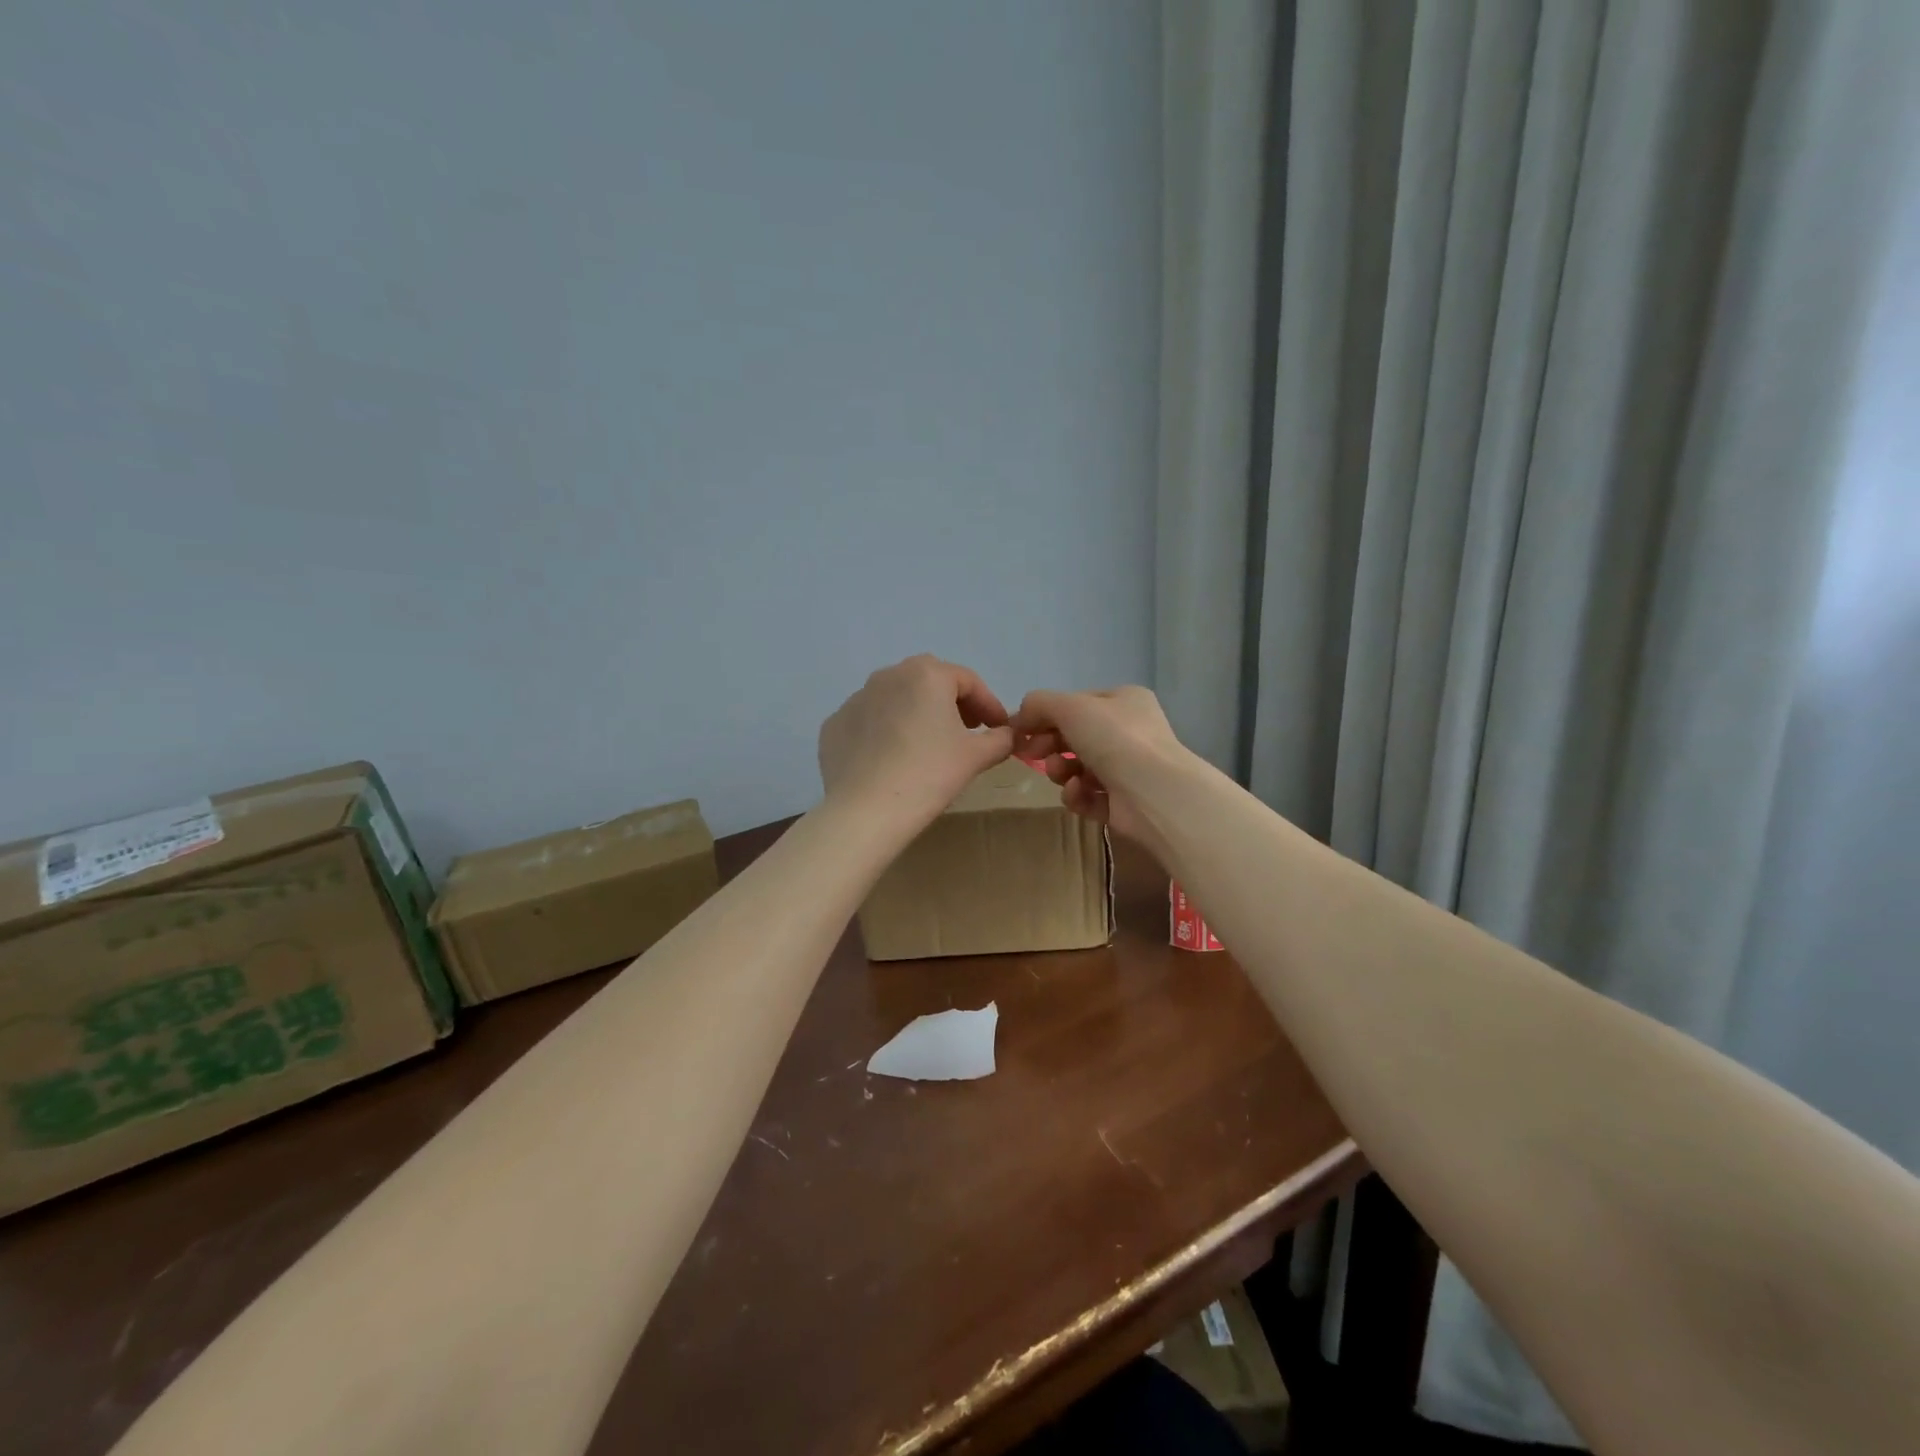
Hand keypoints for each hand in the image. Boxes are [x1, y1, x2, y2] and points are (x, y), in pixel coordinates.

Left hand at [818, 655, 1014, 827]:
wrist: (866, 811)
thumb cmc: (929, 775)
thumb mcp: (976, 757)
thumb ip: (1000, 739)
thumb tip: (1008, 734)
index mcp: (926, 675)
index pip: (968, 681)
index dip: (989, 704)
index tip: (999, 728)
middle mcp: (887, 676)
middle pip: (929, 682)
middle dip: (951, 702)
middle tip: (965, 731)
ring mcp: (855, 699)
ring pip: (895, 699)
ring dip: (915, 714)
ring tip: (926, 746)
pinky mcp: (834, 725)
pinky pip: (868, 722)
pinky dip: (883, 733)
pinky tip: (891, 760)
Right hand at [1010, 686, 1186, 854]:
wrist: (1154, 793)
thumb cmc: (1115, 738)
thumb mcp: (1070, 707)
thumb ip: (1039, 705)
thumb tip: (1020, 718)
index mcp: (1124, 701)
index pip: (1076, 704)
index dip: (1046, 716)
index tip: (1021, 731)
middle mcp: (1129, 732)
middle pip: (1075, 737)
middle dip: (1050, 745)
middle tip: (1033, 754)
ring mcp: (1128, 769)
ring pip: (1078, 768)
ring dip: (1061, 770)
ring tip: (1060, 773)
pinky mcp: (1123, 804)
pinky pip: (1088, 796)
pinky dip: (1077, 794)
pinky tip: (1078, 792)